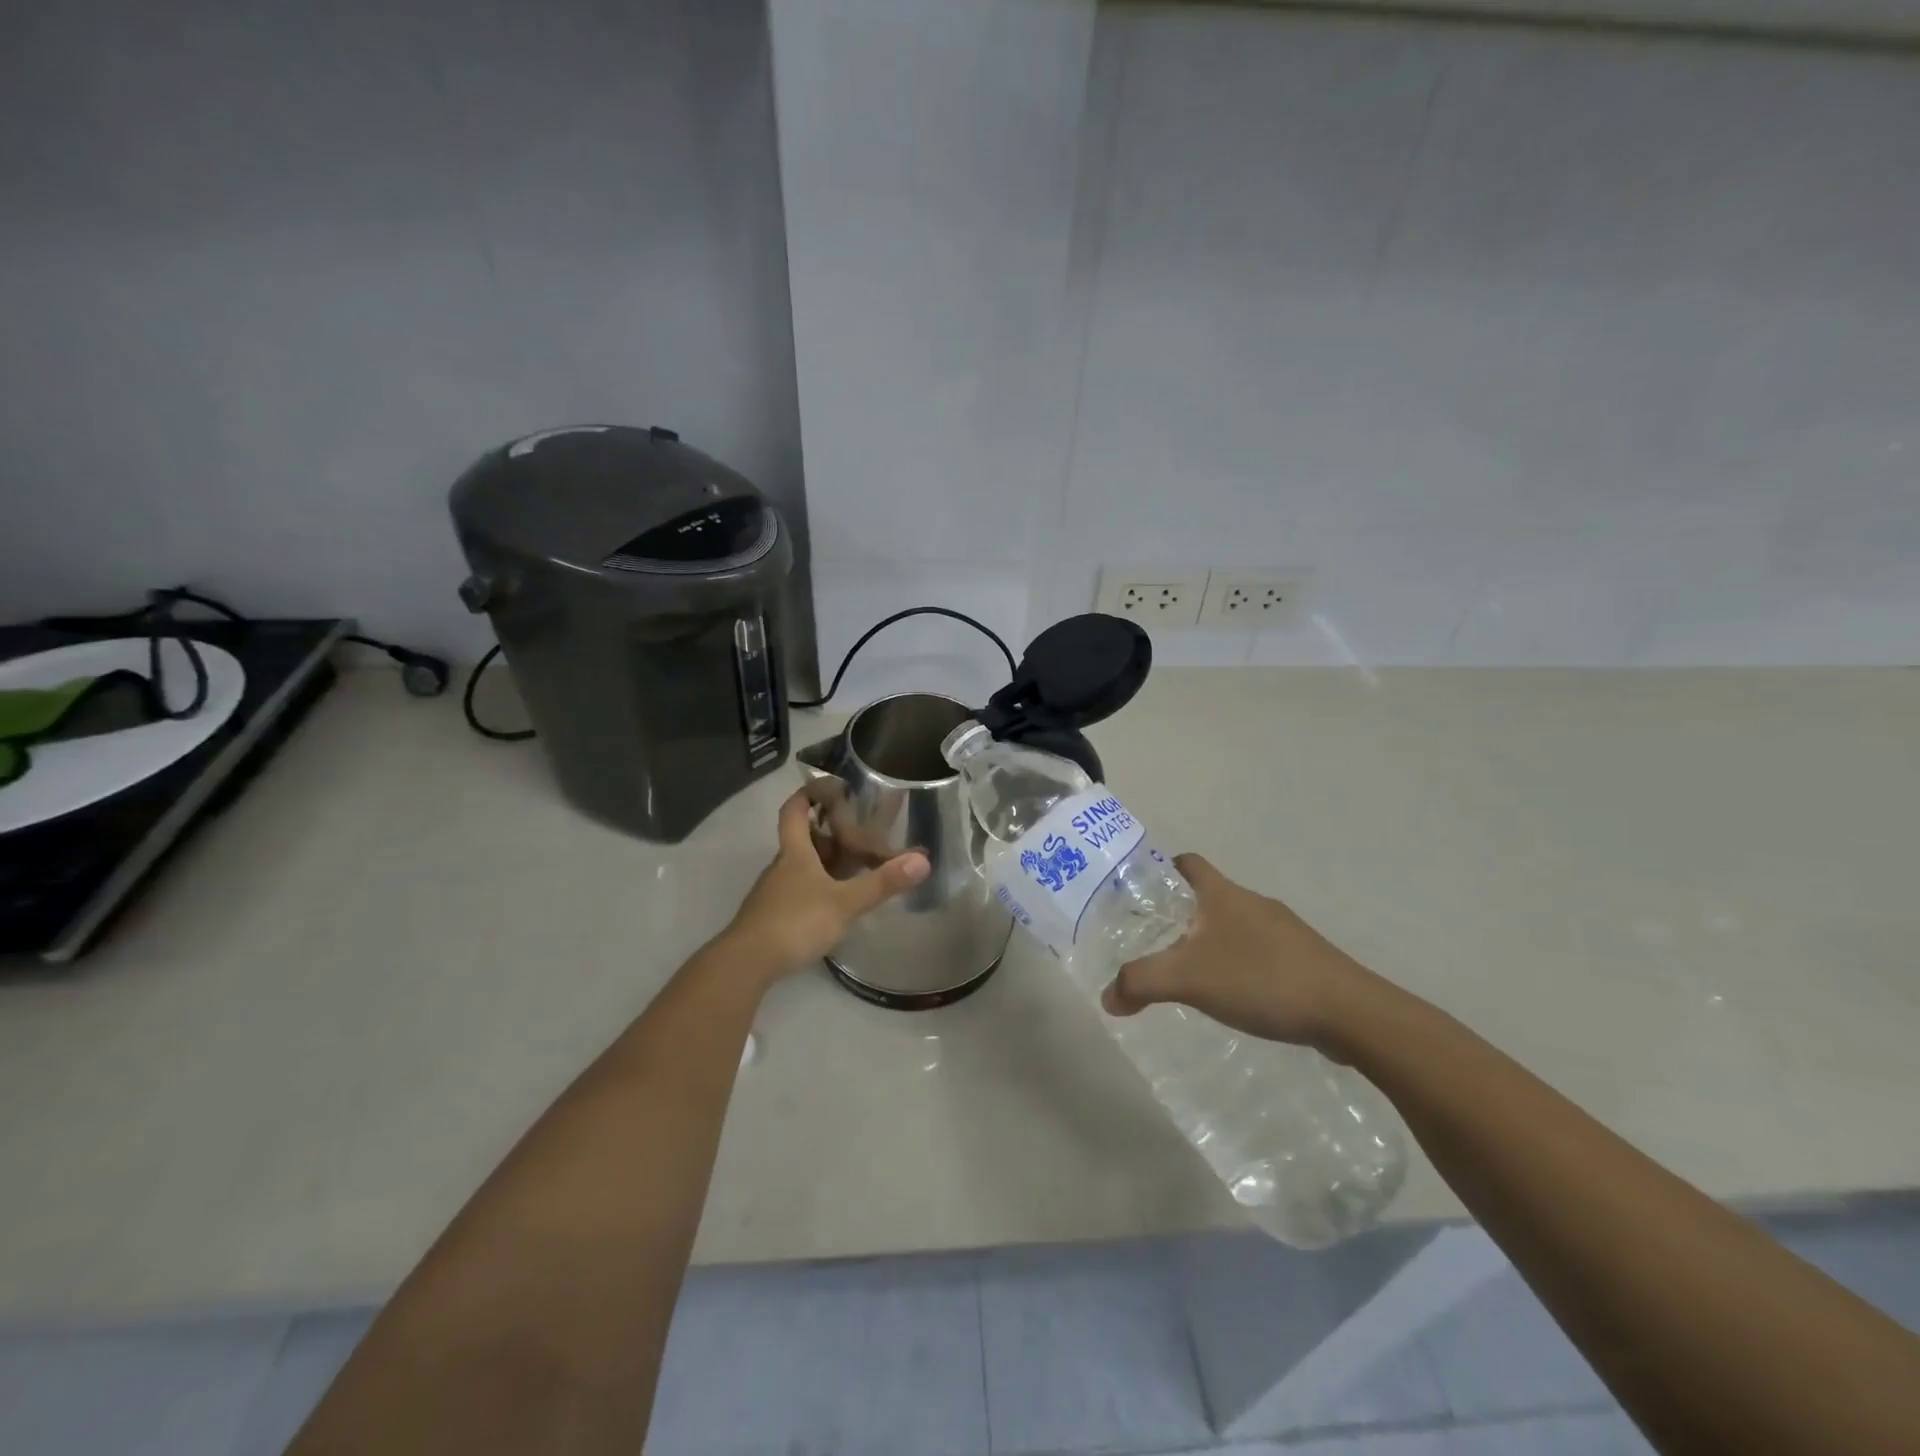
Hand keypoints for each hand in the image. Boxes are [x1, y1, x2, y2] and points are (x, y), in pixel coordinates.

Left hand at [721, 790, 929, 977]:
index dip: (809, 794)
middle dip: (827, 830)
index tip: (829, 786)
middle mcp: (781, 866)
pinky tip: (834, 903)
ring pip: (800, 866)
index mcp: (795, 853)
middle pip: (801, 838)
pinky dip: (817, 887)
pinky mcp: (772, 917)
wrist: (746, 963)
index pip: (794, 810)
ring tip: (854, 866)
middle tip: (858, 830)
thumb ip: (882, 882)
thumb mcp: (844, 903)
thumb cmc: (795, 922)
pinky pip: (798, 890)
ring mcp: (773, 893)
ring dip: (824, 861)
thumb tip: (923, 860)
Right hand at [1100, 854, 1375, 1051]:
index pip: (1188, 863)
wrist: (1349, 1012)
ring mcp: (1284, 931)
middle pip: (1209, 896)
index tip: (1142, 891)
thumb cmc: (1261, 979)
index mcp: (1223, 895)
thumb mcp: (1188, 979)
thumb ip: (1141, 983)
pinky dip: (1241, 966)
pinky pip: (1260, 953)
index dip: (1163, 869)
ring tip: (1191, 974)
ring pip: (1235, 926)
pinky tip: (1235, 997)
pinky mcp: (1305, 959)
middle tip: (1155, 942)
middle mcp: (1253, 903)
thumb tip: (1107, 998)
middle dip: (1182, 915)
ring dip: (1212, 943)